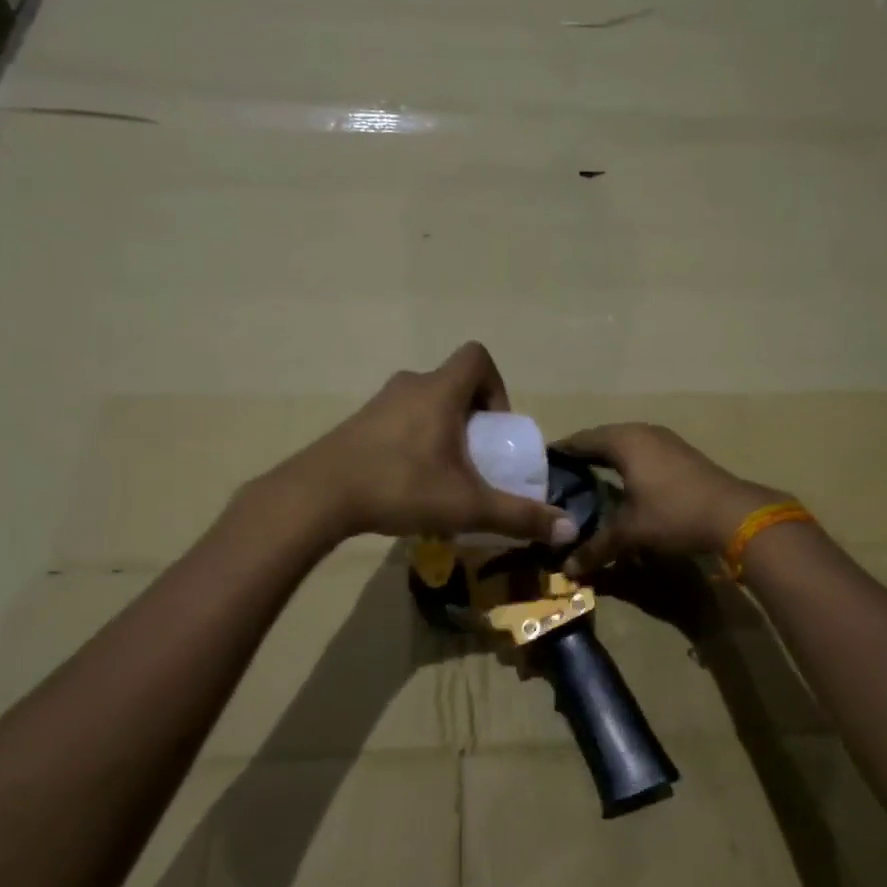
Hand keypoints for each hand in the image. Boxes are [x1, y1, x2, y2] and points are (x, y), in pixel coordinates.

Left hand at [276, 343, 575, 544]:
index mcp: (440, 391)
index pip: (477, 357)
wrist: (318, 496)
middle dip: (472, 418)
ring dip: (442, 430)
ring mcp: (378, 403)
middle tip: (475, 458)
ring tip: (443, 474)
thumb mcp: (467, 505)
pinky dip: (413, 440)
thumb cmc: (400, 486)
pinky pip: (399, 420)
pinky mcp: (356, 424)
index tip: (495, 428)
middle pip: (453, 383)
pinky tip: (408, 482)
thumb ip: (518, 515)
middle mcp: (410, 385)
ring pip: (424, 403)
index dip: (496, 386)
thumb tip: (568, 528)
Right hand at [554, 423, 784, 576]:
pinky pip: (643, 451)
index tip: (542, 465)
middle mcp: (643, 432)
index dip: (561, 452)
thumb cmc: (673, 514)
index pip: (581, 440)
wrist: (734, 514)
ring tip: (589, 478)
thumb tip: (568, 569)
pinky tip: (625, 482)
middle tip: (561, 475)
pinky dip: (628, 463)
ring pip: (626, 443)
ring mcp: (666, 440)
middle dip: (582, 454)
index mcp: (624, 441)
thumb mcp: (630, 533)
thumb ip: (596, 548)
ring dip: (607, 457)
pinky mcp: (681, 453)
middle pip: (603, 438)